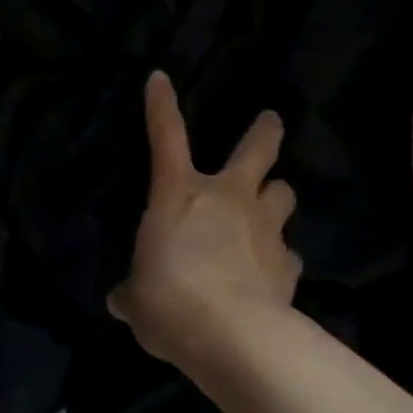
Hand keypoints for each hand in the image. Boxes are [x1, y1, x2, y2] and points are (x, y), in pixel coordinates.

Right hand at [107, 71, 300, 367]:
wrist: (232, 336)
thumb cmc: (169, 301)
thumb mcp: (137, 300)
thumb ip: (132, 294)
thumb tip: (123, 301)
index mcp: (180, 194)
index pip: (166, 137)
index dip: (161, 105)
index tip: (160, 77)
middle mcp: (228, 199)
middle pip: (257, 150)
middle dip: (265, 131)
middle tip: (271, 120)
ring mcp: (264, 228)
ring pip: (283, 193)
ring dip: (276, 197)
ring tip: (270, 209)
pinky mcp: (289, 264)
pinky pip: (288, 252)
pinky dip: (280, 257)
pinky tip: (273, 274)